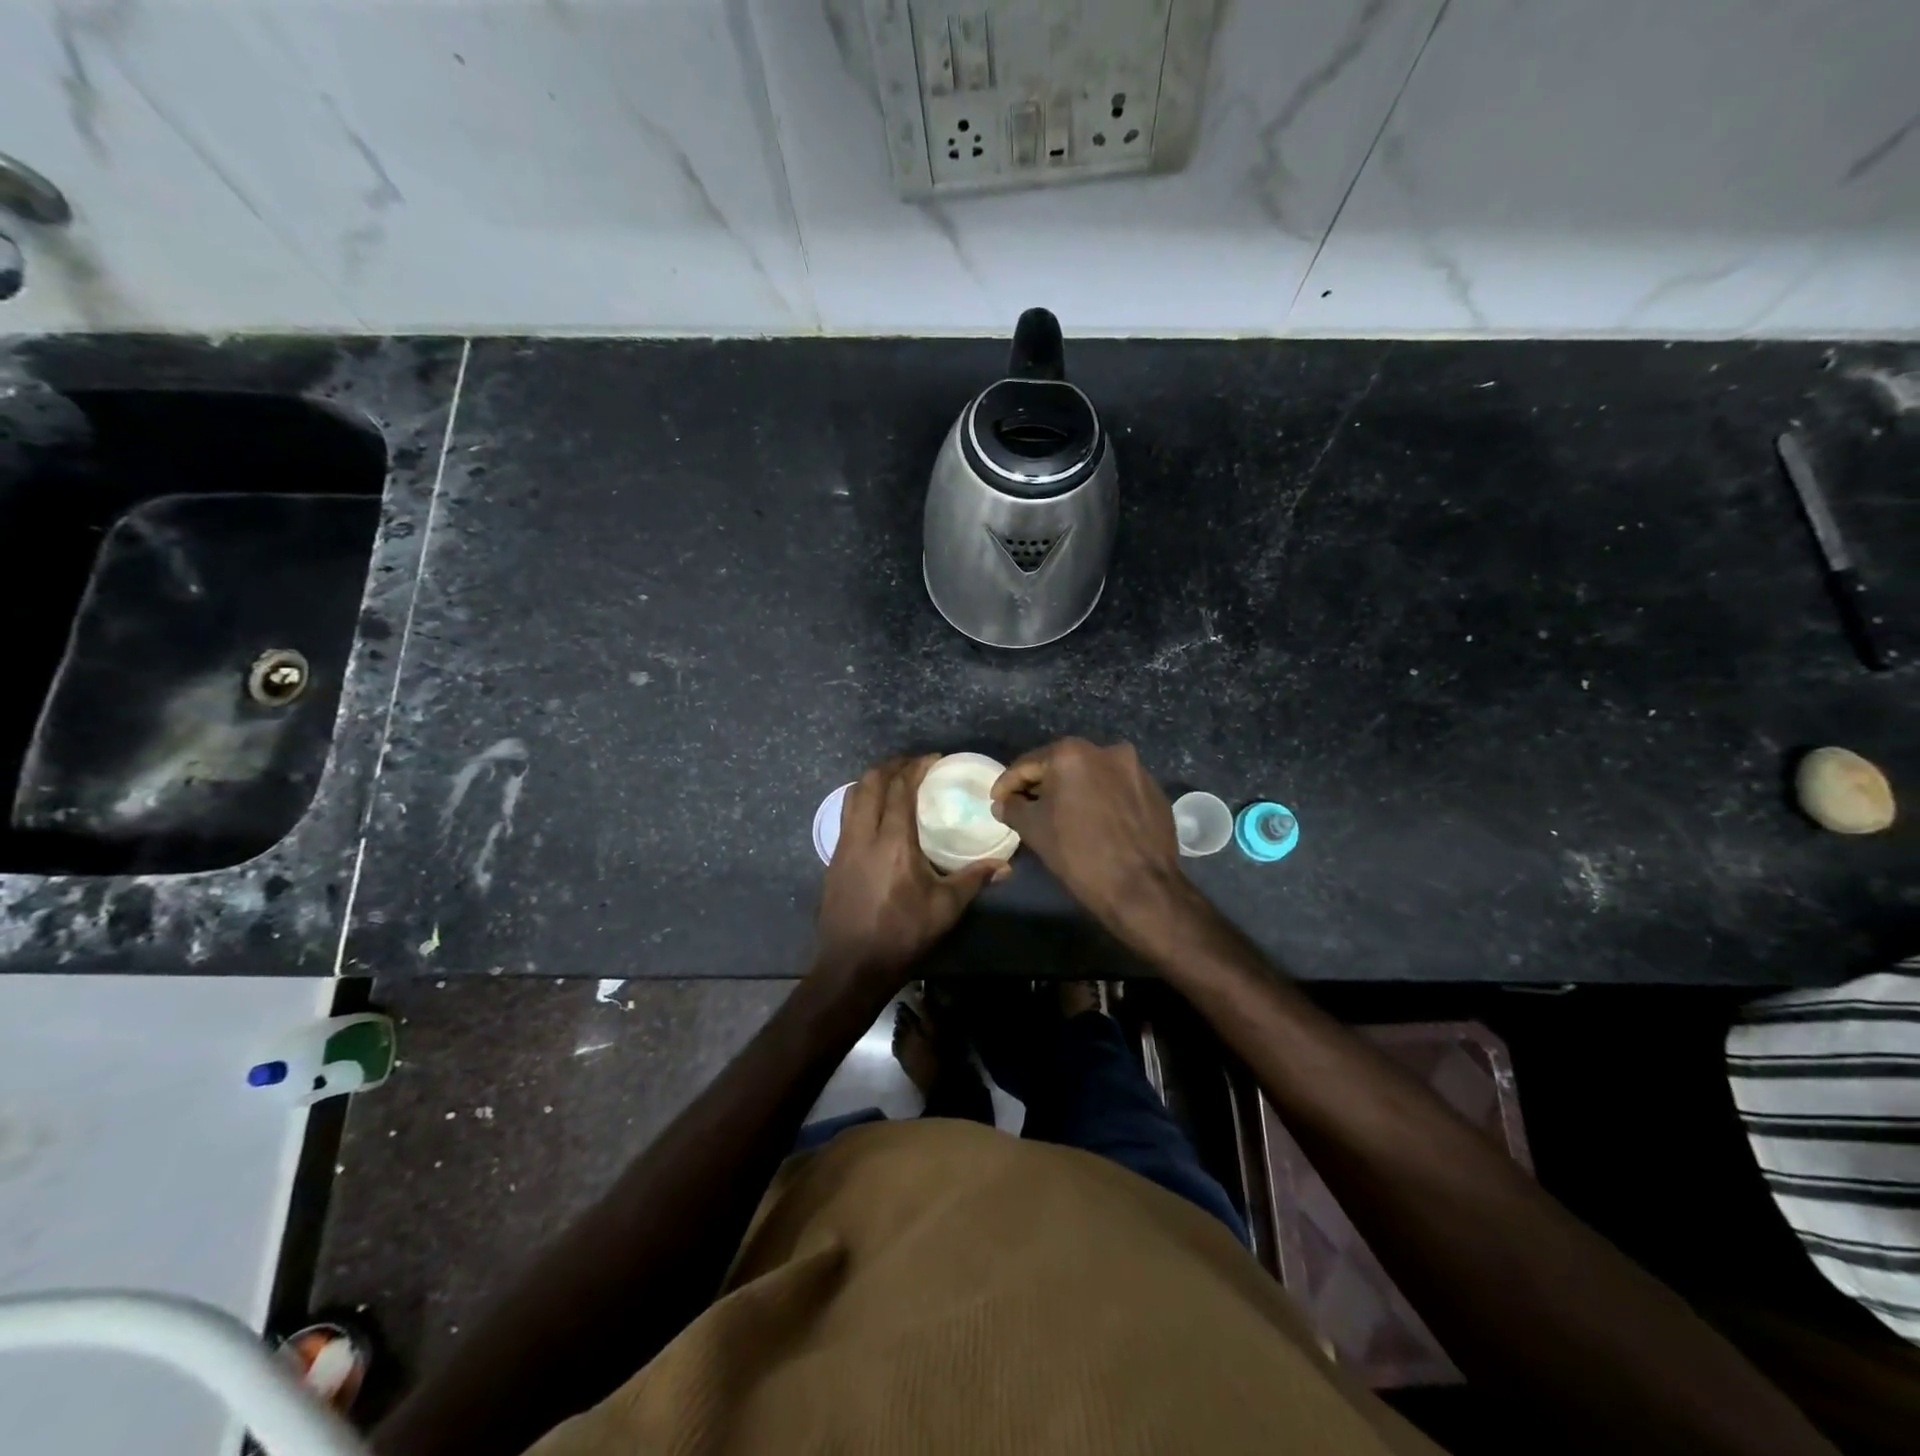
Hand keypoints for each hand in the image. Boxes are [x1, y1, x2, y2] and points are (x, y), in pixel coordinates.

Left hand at [813, 755, 997, 989]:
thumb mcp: (946, 908)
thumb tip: (1004, 864)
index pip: (899, 788)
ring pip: (852, 796)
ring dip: (872, 782)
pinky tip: (877, 817)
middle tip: (914, 767)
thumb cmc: (902, 934)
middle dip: (892, 767)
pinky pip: (846, 816)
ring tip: (894, 784)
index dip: (915, 767)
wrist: (852, 965)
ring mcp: (843, 846)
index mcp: (893, 841)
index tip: (933, 760)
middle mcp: (863, 835)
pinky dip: (862, 802)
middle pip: (870, 782)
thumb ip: (974, 879)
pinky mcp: (833, 860)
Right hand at [991, 738, 1191, 940]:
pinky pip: (1116, 789)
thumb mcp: (1034, 830)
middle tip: (1026, 807)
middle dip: (1042, 785)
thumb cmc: (1079, 854)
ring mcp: (1135, 769)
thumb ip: (1013, 808)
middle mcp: (1106, 750)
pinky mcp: (1154, 790)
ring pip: (1092, 776)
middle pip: (1062, 765)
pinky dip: (1100, 799)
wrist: (1142, 888)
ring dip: (1073, 791)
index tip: (997, 801)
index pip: (1028, 765)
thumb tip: (1003, 803)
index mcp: (1072, 754)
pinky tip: (1094, 821)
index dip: (1008, 784)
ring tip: (1061, 815)